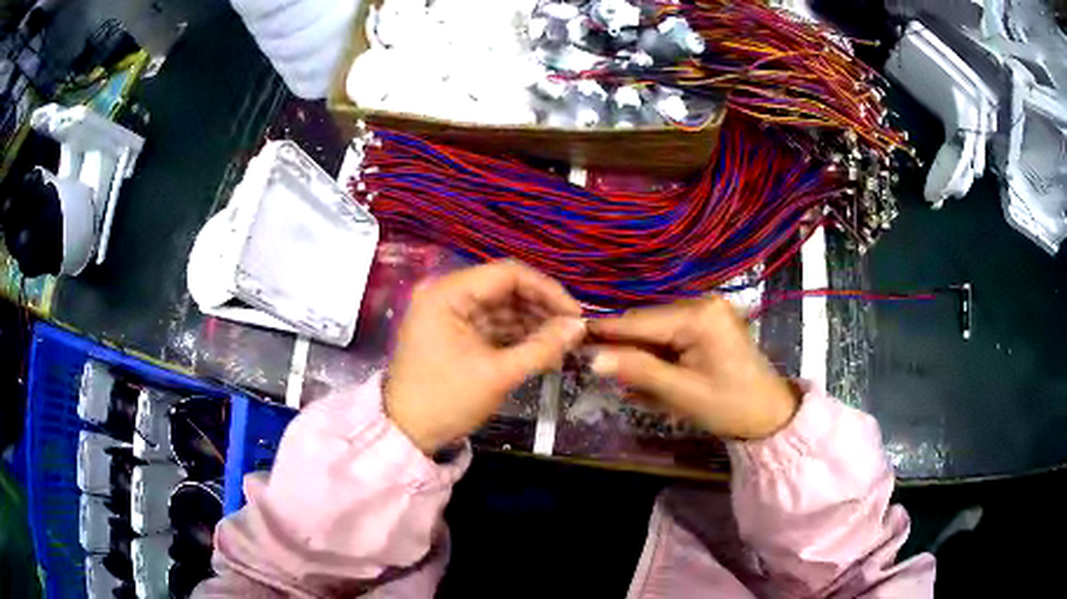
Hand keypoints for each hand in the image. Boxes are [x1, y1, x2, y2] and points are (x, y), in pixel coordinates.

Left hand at [386, 261, 585, 452]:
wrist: (407, 433)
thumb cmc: (447, 401)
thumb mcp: (498, 375)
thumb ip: (542, 347)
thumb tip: (580, 327)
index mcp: (448, 293)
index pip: (508, 274)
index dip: (547, 290)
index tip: (576, 315)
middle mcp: (447, 294)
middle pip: (505, 289)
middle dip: (542, 309)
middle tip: (573, 332)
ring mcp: (450, 314)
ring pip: (502, 307)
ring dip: (532, 324)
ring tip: (563, 344)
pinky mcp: (454, 333)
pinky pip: (492, 325)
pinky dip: (516, 336)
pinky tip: (542, 350)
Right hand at [587, 297, 798, 439]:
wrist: (770, 415)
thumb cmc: (730, 406)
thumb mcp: (681, 393)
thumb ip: (638, 371)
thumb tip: (592, 358)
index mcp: (699, 315)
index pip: (640, 320)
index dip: (605, 330)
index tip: (570, 336)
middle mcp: (702, 302)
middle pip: (647, 323)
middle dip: (623, 347)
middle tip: (594, 368)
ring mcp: (707, 311)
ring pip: (656, 330)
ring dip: (640, 355)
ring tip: (625, 381)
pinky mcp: (708, 324)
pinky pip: (672, 336)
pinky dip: (658, 356)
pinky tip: (650, 378)